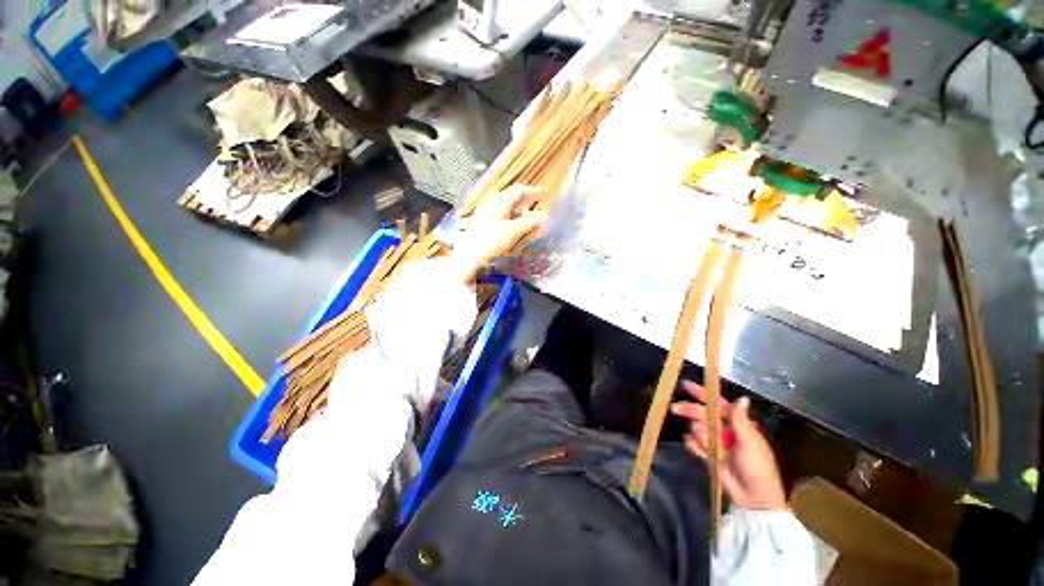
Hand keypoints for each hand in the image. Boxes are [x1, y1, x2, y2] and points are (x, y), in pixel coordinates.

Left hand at [449, 186, 547, 282]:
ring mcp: (485, 216)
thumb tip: (545, 216)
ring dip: (520, 213)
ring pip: (507, 209)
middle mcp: (491, 206)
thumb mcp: (513, 232)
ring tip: (530, 222)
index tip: (545, 193)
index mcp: (498, 203)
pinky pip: (501, 218)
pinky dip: (512, 221)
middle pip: (512, 199)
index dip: (533, 191)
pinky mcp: (483, 226)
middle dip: (527, 202)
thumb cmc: (488, 244)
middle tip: (538, 206)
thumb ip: (530, 222)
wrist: (467, 259)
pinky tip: (515, 231)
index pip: (519, 191)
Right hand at [671, 381, 786, 510]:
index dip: (704, 395)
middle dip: (690, 411)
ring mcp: (716, 442)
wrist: (753, 498)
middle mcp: (725, 430)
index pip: (718, 404)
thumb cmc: (757, 467)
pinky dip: (694, 446)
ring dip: (699, 435)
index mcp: (738, 424)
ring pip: (697, 429)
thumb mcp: (750, 442)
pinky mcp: (708, 454)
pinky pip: (694, 444)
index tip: (687, 386)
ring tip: (709, 447)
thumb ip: (740, 419)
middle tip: (675, 409)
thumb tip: (742, 397)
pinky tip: (700, 451)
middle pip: (703, 414)